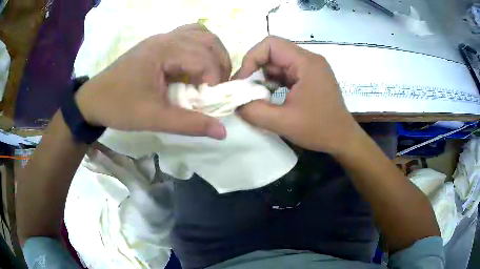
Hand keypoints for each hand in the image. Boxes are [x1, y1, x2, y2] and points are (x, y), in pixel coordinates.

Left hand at [75, 24, 231, 139]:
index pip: (204, 57)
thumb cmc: (120, 107)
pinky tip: (197, 64)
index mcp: (163, 51)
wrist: (93, 99)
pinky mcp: (157, 43)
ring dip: (213, 52)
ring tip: (213, 74)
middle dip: (221, 64)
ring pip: (200, 34)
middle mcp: (165, 38)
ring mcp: (161, 38)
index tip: (212, 100)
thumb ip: (189, 124)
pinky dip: (201, 47)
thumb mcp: (154, 118)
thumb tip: (222, 132)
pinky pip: (188, 35)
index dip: (215, 79)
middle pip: (208, 41)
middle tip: (218, 87)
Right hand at [234, 36, 358, 153]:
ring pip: (278, 62)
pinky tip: (271, 97)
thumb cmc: (319, 130)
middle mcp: (310, 59)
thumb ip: (254, 111)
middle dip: (256, 69)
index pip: (271, 44)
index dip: (251, 58)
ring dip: (264, 77)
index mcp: (306, 63)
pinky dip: (274, 82)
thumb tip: (235, 103)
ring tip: (258, 96)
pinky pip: (286, 72)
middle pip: (273, 52)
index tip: (243, 81)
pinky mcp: (310, 77)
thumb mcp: (283, 123)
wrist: (343, 139)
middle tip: (246, 90)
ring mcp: (311, 67)